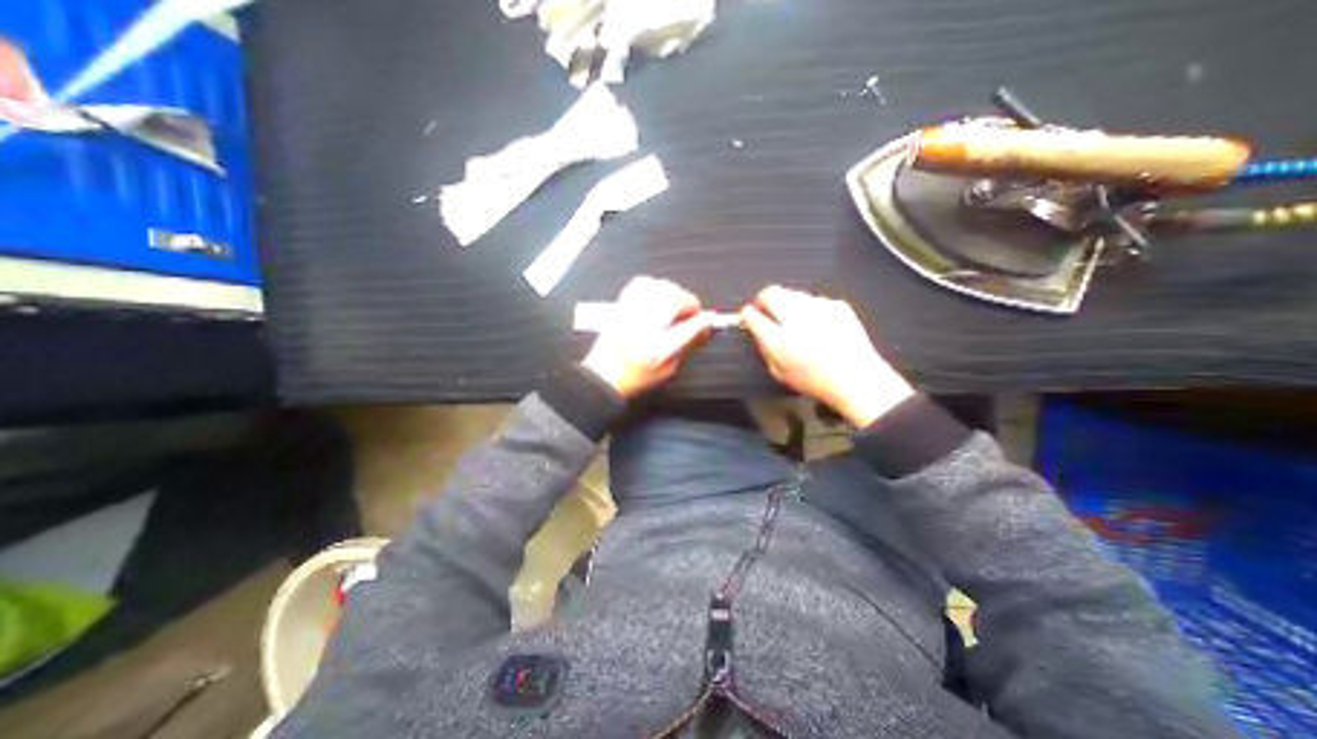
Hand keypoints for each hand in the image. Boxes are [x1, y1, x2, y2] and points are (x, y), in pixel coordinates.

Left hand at [583, 275, 716, 396]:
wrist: (603, 375)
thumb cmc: (634, 376)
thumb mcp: (667, 369)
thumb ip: (686, 345)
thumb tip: (702, 326)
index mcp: (656, 349)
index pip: (687, 328)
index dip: (702, 320)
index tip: (710, 318)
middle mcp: (642, 328)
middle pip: (673, 300)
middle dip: (688, 303)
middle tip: (692, 313)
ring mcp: (629, 314)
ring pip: (659, 288)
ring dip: (673, 293)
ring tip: (676, 305)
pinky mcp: (621, 306)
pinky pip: (641, 284)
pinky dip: (655, 285)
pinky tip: (659, 295)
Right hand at [739, 285, 919, 425]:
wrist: (856, 378)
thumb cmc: (816, 381)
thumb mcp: (780, 373)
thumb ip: (764, 349)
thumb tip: (757, 332)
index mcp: (779, 340)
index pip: (753, 315)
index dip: (747, 314)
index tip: (747, 315)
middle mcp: (797, 319)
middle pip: (771, 294)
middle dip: (763, 299)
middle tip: (764, 308)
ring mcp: (819, 308)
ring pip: (792, 293)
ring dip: (785, 301)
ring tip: (789, 316)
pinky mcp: (836, 305)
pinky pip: (813, 299)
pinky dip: (808, 307)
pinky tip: (814, 322)